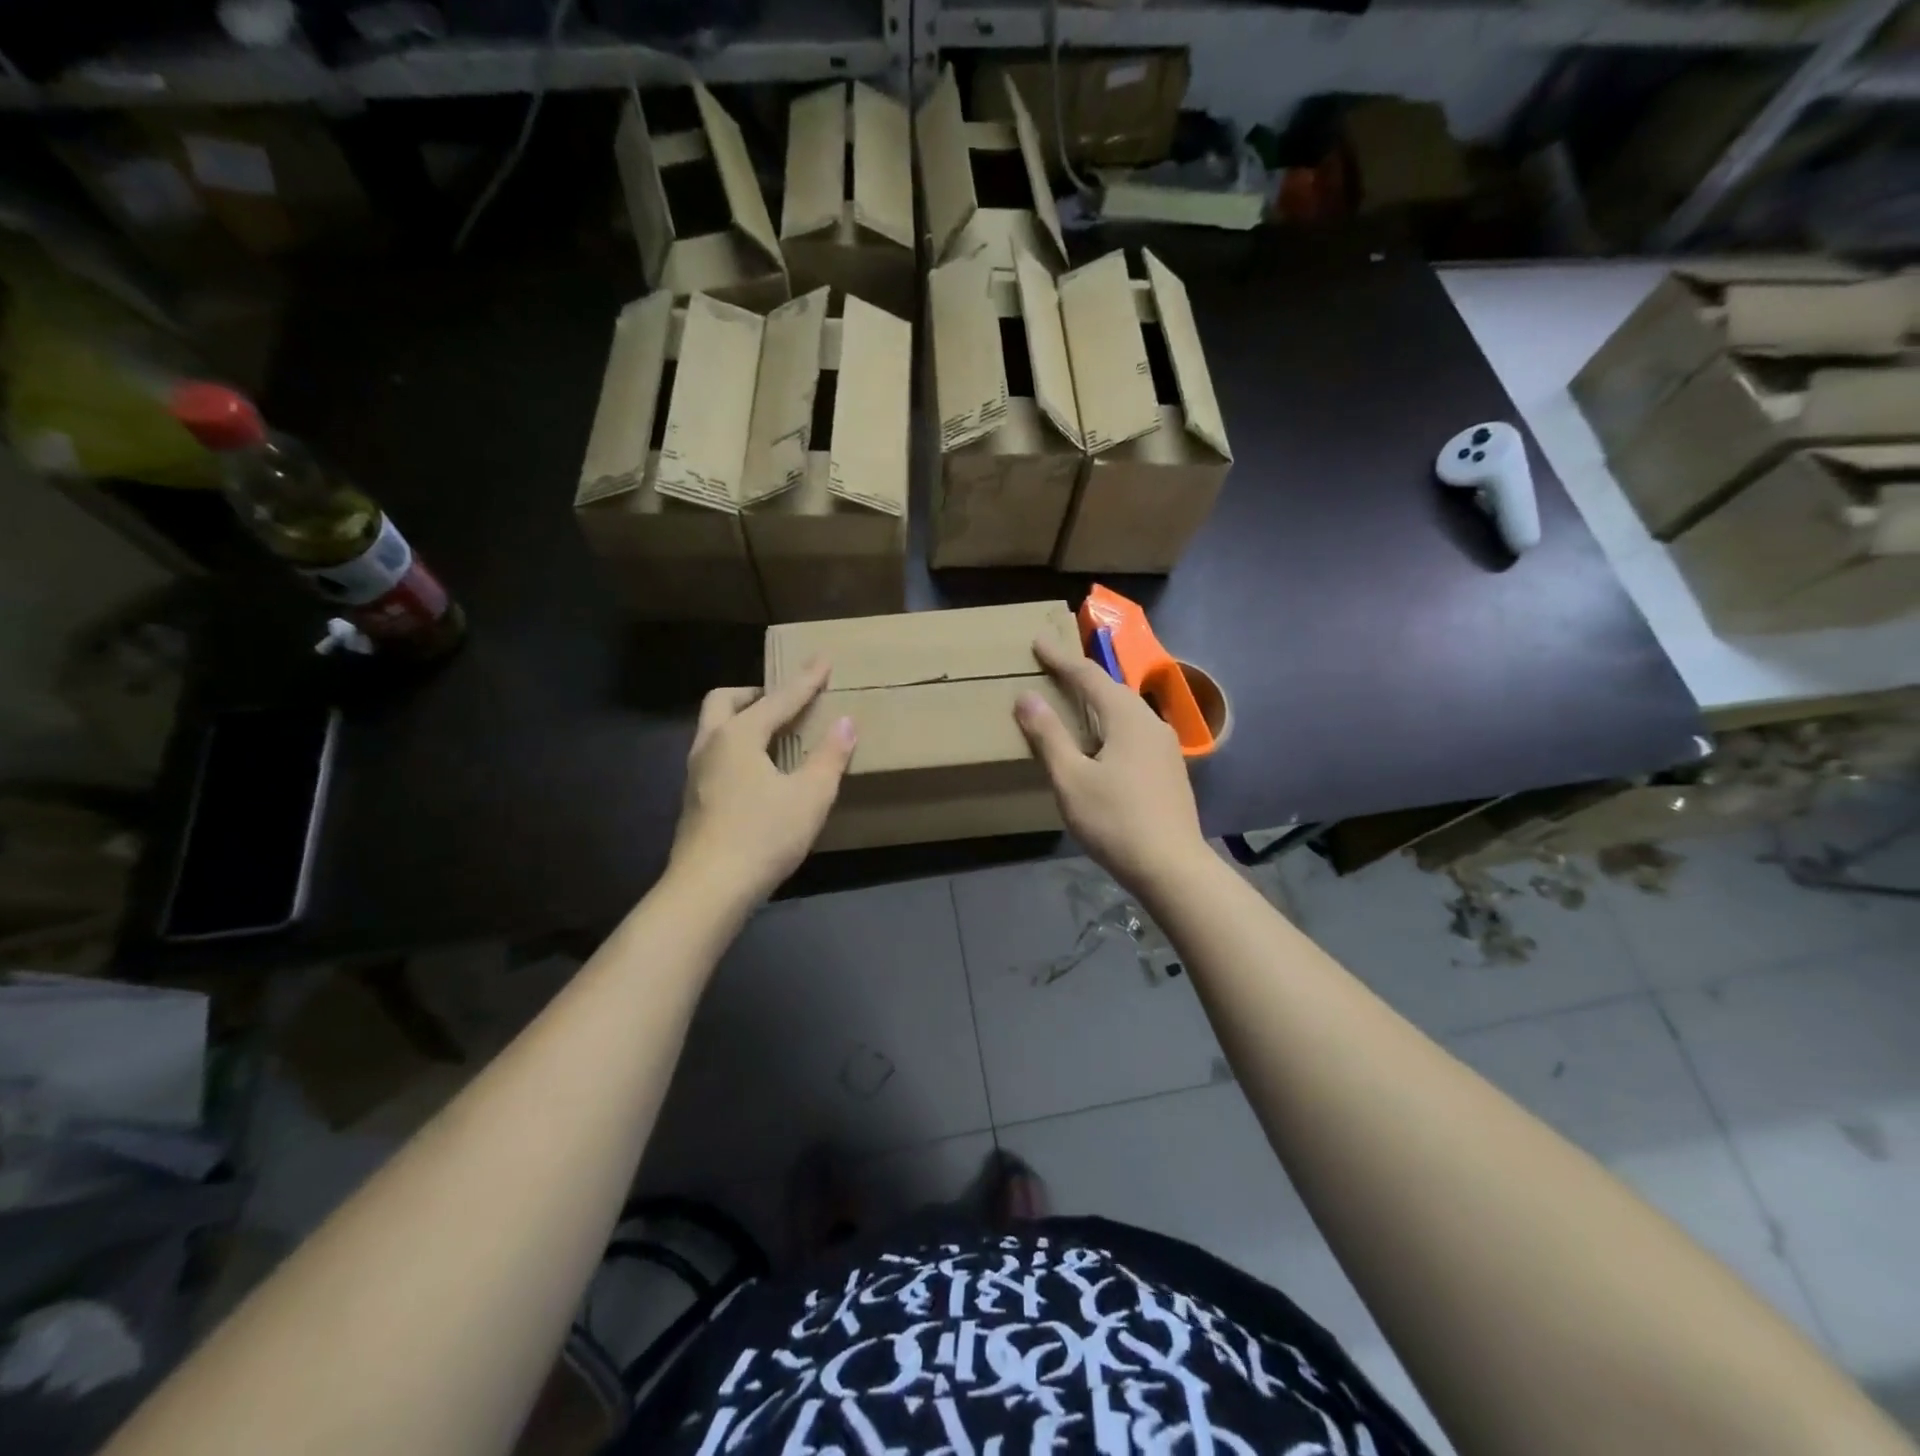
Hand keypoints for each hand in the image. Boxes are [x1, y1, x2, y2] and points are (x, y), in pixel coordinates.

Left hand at [669, 659, 856, 905]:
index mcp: (738, 736)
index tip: (822, 659)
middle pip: (724, 701)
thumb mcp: (810, 796)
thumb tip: (846, 722)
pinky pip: (714, 755)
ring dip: (741, 721)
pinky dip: (736, 748)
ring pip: (714, 729)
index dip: (805, 681)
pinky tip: (757, 773)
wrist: (708, 889)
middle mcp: (710, 746)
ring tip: (773, 735)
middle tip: (781, 701)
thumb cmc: (764, 836)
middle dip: (754, 693)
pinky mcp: (693, 800)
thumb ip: (830, 756)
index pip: (778, 699)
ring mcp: (695, 774)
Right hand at [1013, 635, 1206, 890]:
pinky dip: (1111, 724)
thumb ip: (1049, 736)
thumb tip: (1027, 697)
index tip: (1038, 642)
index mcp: (1127, 718)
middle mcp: (1151, 722)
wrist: (1172, 867)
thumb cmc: (1115, 821)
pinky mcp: (1169, 769)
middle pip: (1112, 689)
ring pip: (1126, 711)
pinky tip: (1101, 741)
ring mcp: (1165, 747)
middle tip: (1053, 667)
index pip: (1089, 676)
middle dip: (1081, 676)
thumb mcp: (1071, 779)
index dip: (1061, 659)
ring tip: (1074, 702)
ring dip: (1098, 701)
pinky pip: (1134, 731)